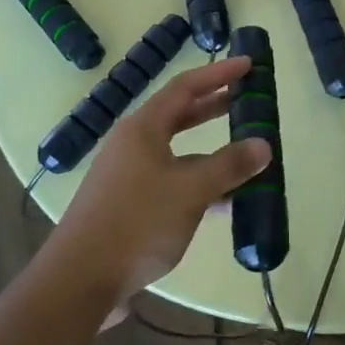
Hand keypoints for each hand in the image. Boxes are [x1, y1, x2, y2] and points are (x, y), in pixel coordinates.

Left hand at [54, 58, 271, 304]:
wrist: (80, 280)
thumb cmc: (136, 223)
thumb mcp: (190, 190)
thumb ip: (229, 165)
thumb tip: (263, 145)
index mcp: (143, 129)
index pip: (185, 87)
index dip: (218, 74)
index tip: (248, 64)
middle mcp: (133, 146)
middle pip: (179, 115)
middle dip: (215, 106)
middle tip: (248, 99)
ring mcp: (129, 176)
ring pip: (178, 153)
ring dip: (211, 152)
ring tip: (246, 155)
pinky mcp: (129, 206)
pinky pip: (172, 182)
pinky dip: (199, 184)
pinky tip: (224, 203)